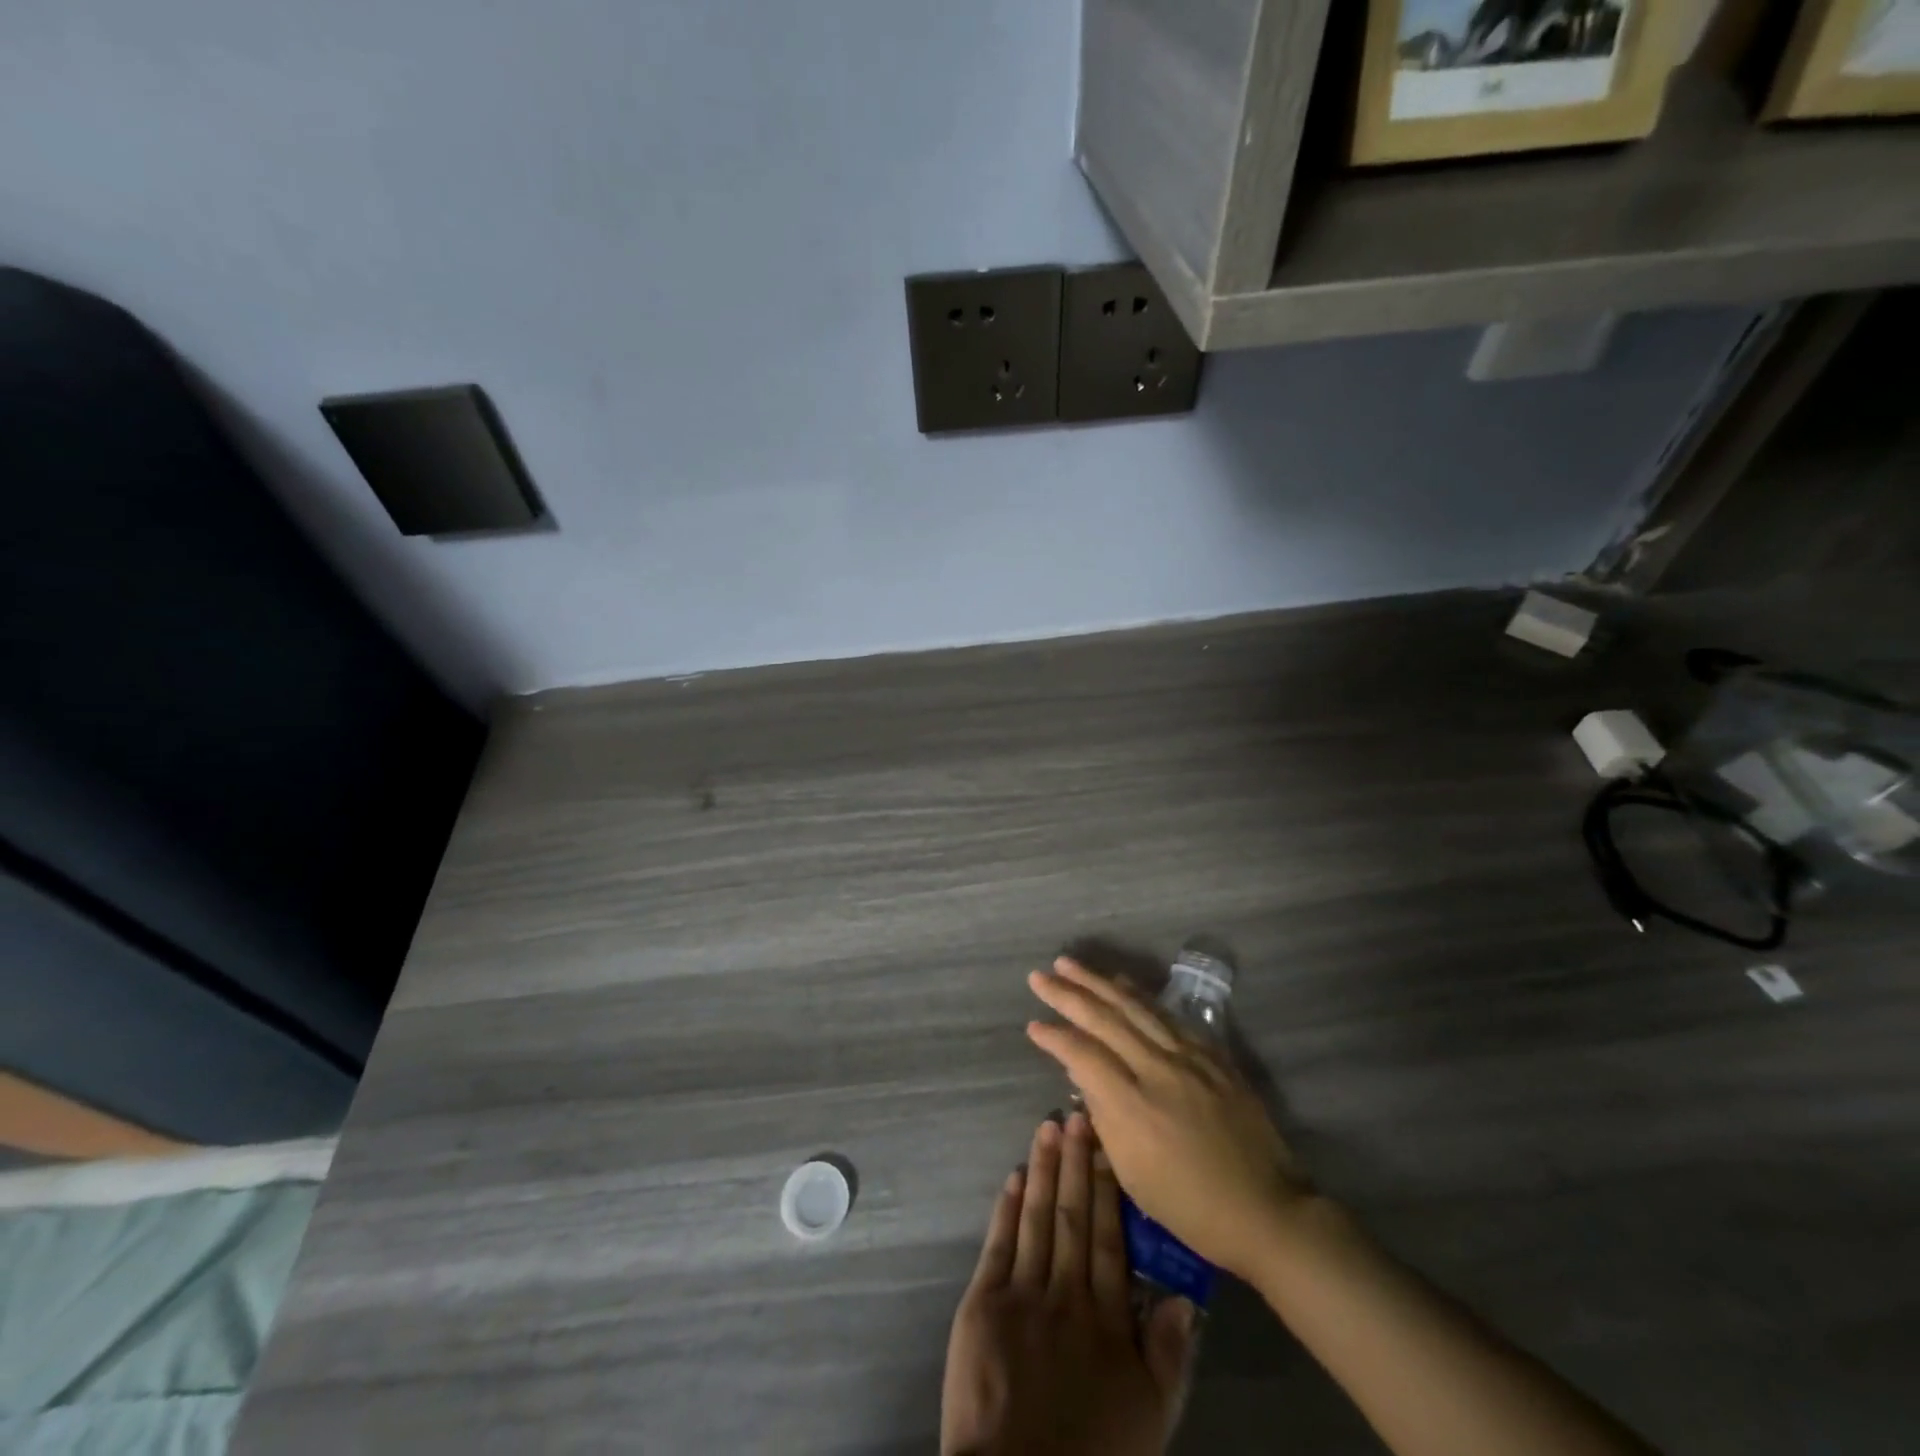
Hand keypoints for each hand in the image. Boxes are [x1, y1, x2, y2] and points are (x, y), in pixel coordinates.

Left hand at [941, 1113, 1192, 1455]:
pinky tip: (1015, 1174)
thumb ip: (1169, 1356)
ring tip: (1048, 1126)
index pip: (1109, 1238)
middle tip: (1078, 1113)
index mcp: (1107, 1319)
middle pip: (1074, 1216)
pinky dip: (1007, 1206)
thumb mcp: (1149, 1418)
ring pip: (1038, 1217)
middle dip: (1076, 1162)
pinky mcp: (984, 1302)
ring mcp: (1023, 1293)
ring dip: (1044, 1169)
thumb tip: (1186, 1296)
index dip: (1108, 1188)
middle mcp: (1067, 1294)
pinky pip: (999, 1243)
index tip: (1108, 1144)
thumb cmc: (1092, 1454)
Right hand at [1026, 958, 1311, 1280]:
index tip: (1033, 1024)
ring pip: (1135, 1007)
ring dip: (1099, 982)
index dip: (1054, 1037)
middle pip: (1104, 1018)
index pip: (1082, 1054)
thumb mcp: (1132, 1175)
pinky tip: (1124, 985)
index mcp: (1133, 1105)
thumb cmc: (1191, 1207)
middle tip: (1039, 975)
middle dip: (1067, 993)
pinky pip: (1168, 1016)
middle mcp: (1158, 1069)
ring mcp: (1189, 1057)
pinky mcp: (1213, 1055)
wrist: (1266, 1210)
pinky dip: (1140, 997)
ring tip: (1071, 965)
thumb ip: (1104, 1118)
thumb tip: (1083, 1078)